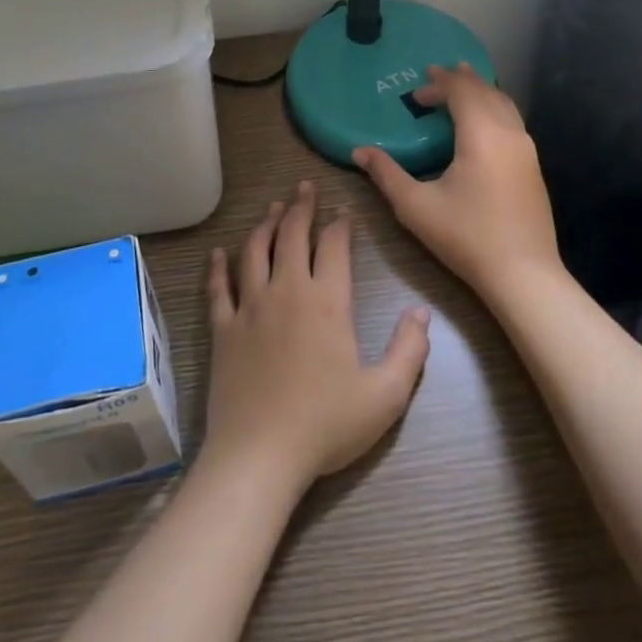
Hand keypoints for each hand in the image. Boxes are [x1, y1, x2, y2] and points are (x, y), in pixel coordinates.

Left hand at [202, 181, 430, 490]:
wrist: (260, 455)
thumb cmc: (326, 425)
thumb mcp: (385, 395)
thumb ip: (409, 350)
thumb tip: (422, 313)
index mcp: (327, 302)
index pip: (334, 246)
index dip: (340, 223)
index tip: (343, 209)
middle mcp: (286, 291)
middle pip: (291, 235)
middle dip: (300, 207)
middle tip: (303, 186)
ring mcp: (249, 307)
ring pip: (255, 251)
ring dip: (265, 225)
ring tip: (272, 207)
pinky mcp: (223, 328)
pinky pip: (218, 288)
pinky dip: (218, 267)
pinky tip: (219, 253)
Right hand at [352, 64, 562, 303]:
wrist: (523, 274)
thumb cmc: (466, 236)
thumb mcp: (416, 206)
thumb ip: (386, 174)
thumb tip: (359, 151)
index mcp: (482, 134)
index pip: (462, 91)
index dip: (439, 83)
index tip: (417, 88)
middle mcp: (509, 133)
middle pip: (486, 91)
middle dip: (460, 80)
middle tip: (436, 76)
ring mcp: (526, 150)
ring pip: (504, 104)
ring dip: (480, 92)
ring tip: (462, 88)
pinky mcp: (533, 167)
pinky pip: (512, 121)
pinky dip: (493, 109)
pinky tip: (482, 125)